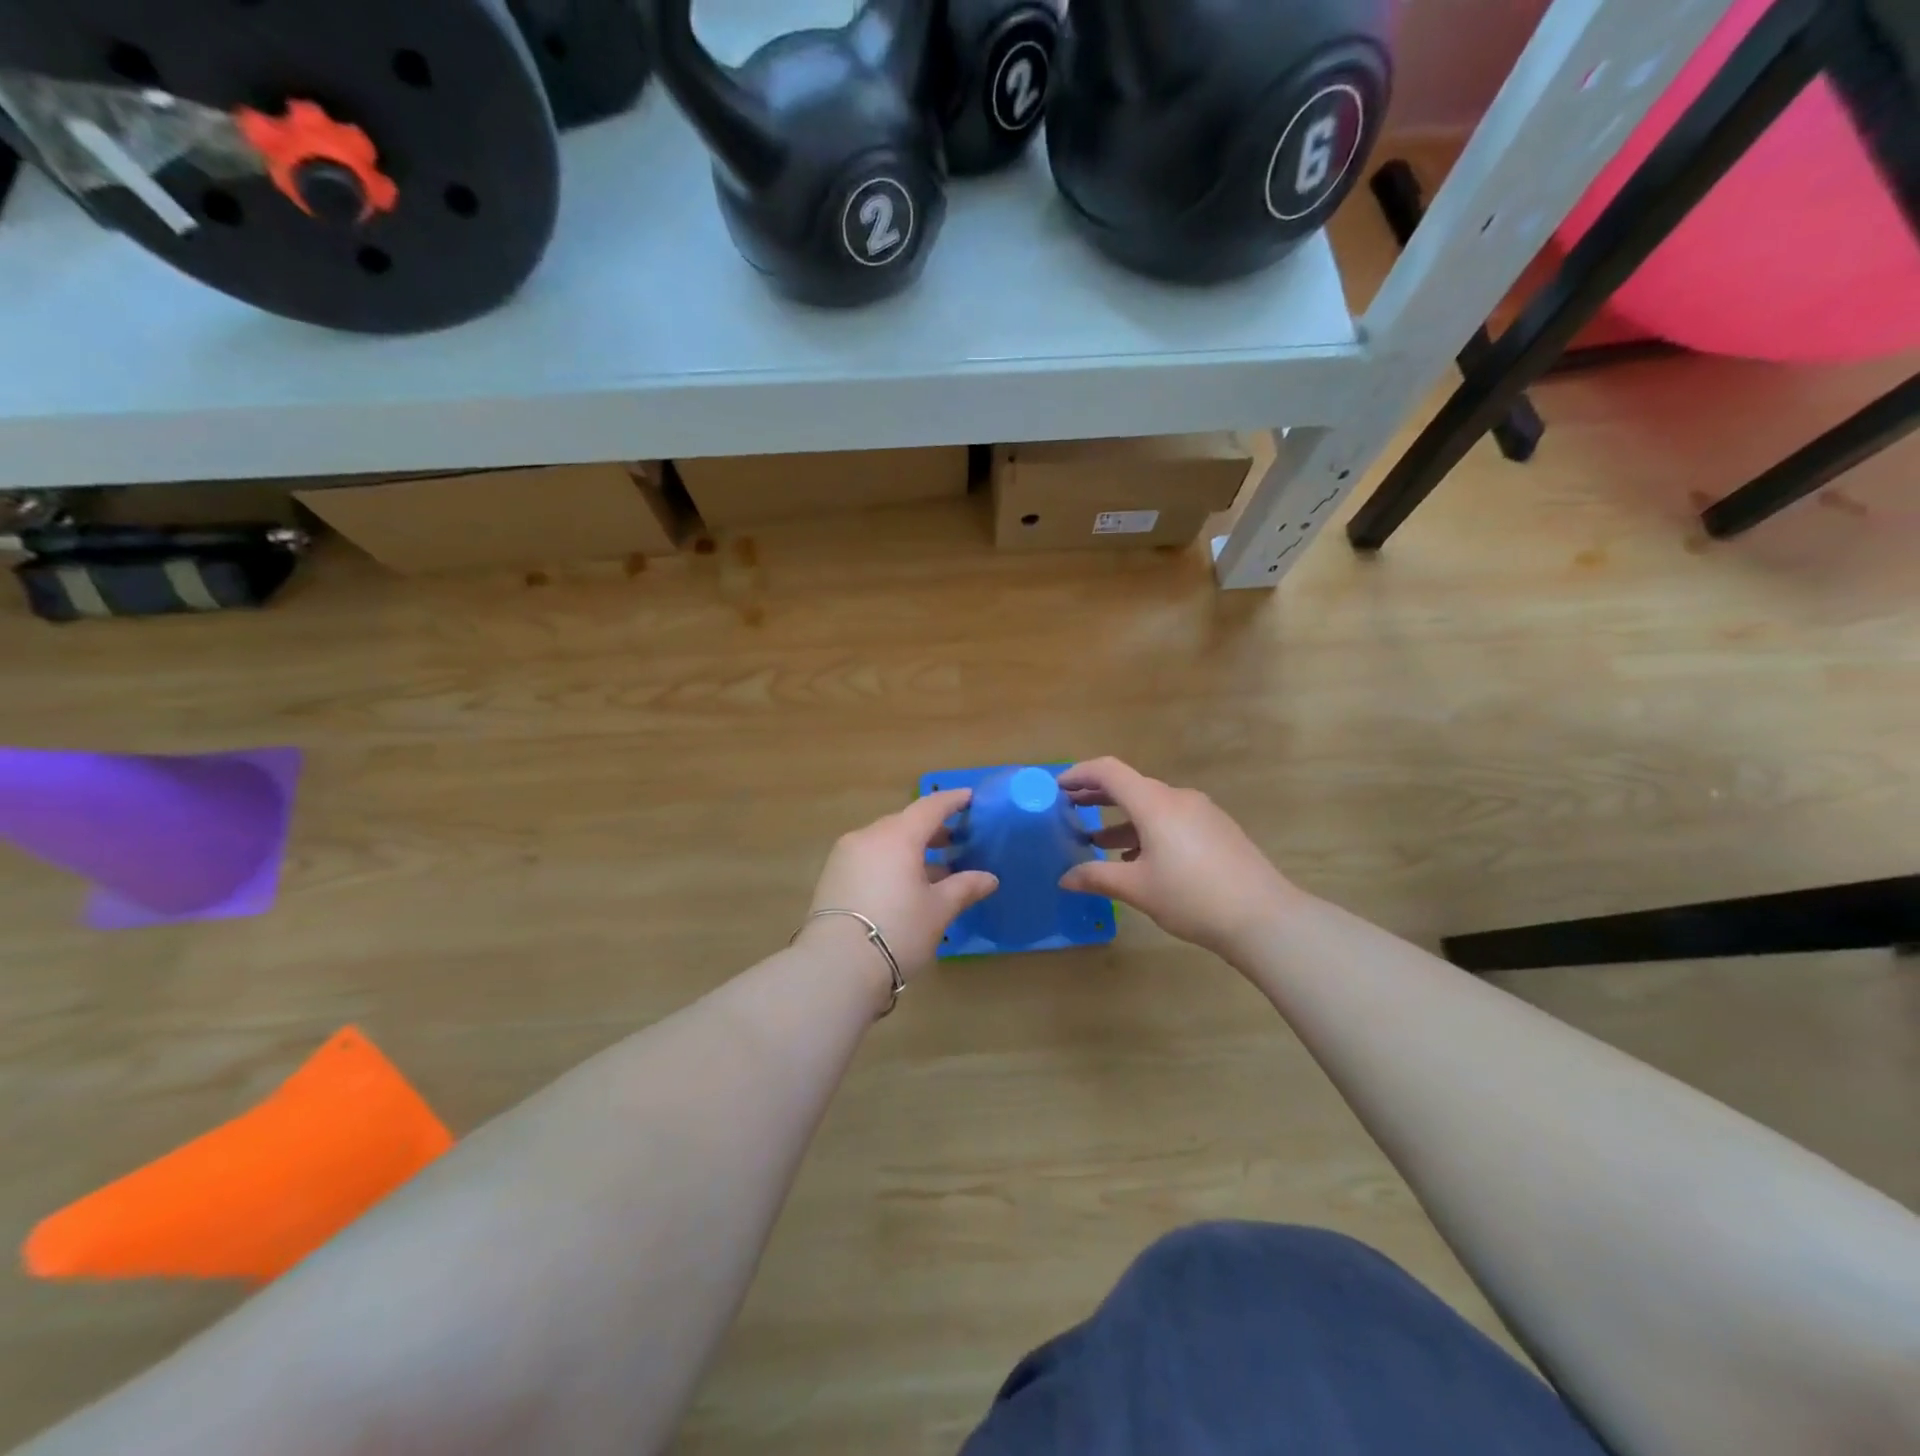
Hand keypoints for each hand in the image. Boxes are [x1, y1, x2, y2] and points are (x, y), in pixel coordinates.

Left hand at [804, 788, 998, 982]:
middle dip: (930, 830)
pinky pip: (868, 857)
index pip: (929, 807)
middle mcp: (868, 836)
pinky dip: (889, 862)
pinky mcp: (832, 876)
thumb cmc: (898, 931)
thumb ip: (964, 888)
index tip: (969, 798)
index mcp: (898, 836)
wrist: (835, 966)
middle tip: (953, 842)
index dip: (951, 801)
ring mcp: (845, 855)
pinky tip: (903, 885)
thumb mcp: (938, 910)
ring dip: (909, 849)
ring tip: (932, 871)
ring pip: (884, 841)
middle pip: (904, 823)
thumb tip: (989, 878)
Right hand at [1057, 758, 1297, 959]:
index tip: (1057, 787)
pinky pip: (1172, 819)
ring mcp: (1202, 812)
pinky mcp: (1217, 829)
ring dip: (1122, 818)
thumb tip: (1065, 878)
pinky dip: (1147, 830)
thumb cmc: (1193, 897)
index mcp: (1154, 804)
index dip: (1079, 773)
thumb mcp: (1137, 889)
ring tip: (1097, 840)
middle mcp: (1178, 798)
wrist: (1264, 917)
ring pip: (1152, 806)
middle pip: (1130, 786)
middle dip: (1097, 796)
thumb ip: (1097, 877)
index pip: (1109, 771)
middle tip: (1069, 809)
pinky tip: (1139, 858)